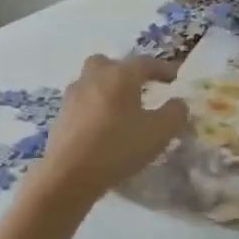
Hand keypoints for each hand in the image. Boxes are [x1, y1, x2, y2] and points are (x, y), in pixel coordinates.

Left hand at [32, 54, 189, 203]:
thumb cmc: (118, 147)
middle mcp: (94, 77)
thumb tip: (178, 103)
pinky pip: (81, 103)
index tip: (175, 77)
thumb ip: (175, 113)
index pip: (145, 63)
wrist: (68, 175)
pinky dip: (92, 109)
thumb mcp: (159, 132)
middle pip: (109, 64)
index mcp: (120, 75)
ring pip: (91, 81)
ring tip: (119, 110)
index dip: (163, 68)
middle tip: (138, 88)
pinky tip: (101, 128)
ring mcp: (73, 96)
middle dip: (124, 72)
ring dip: (105, 89)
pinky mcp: (60, 116)